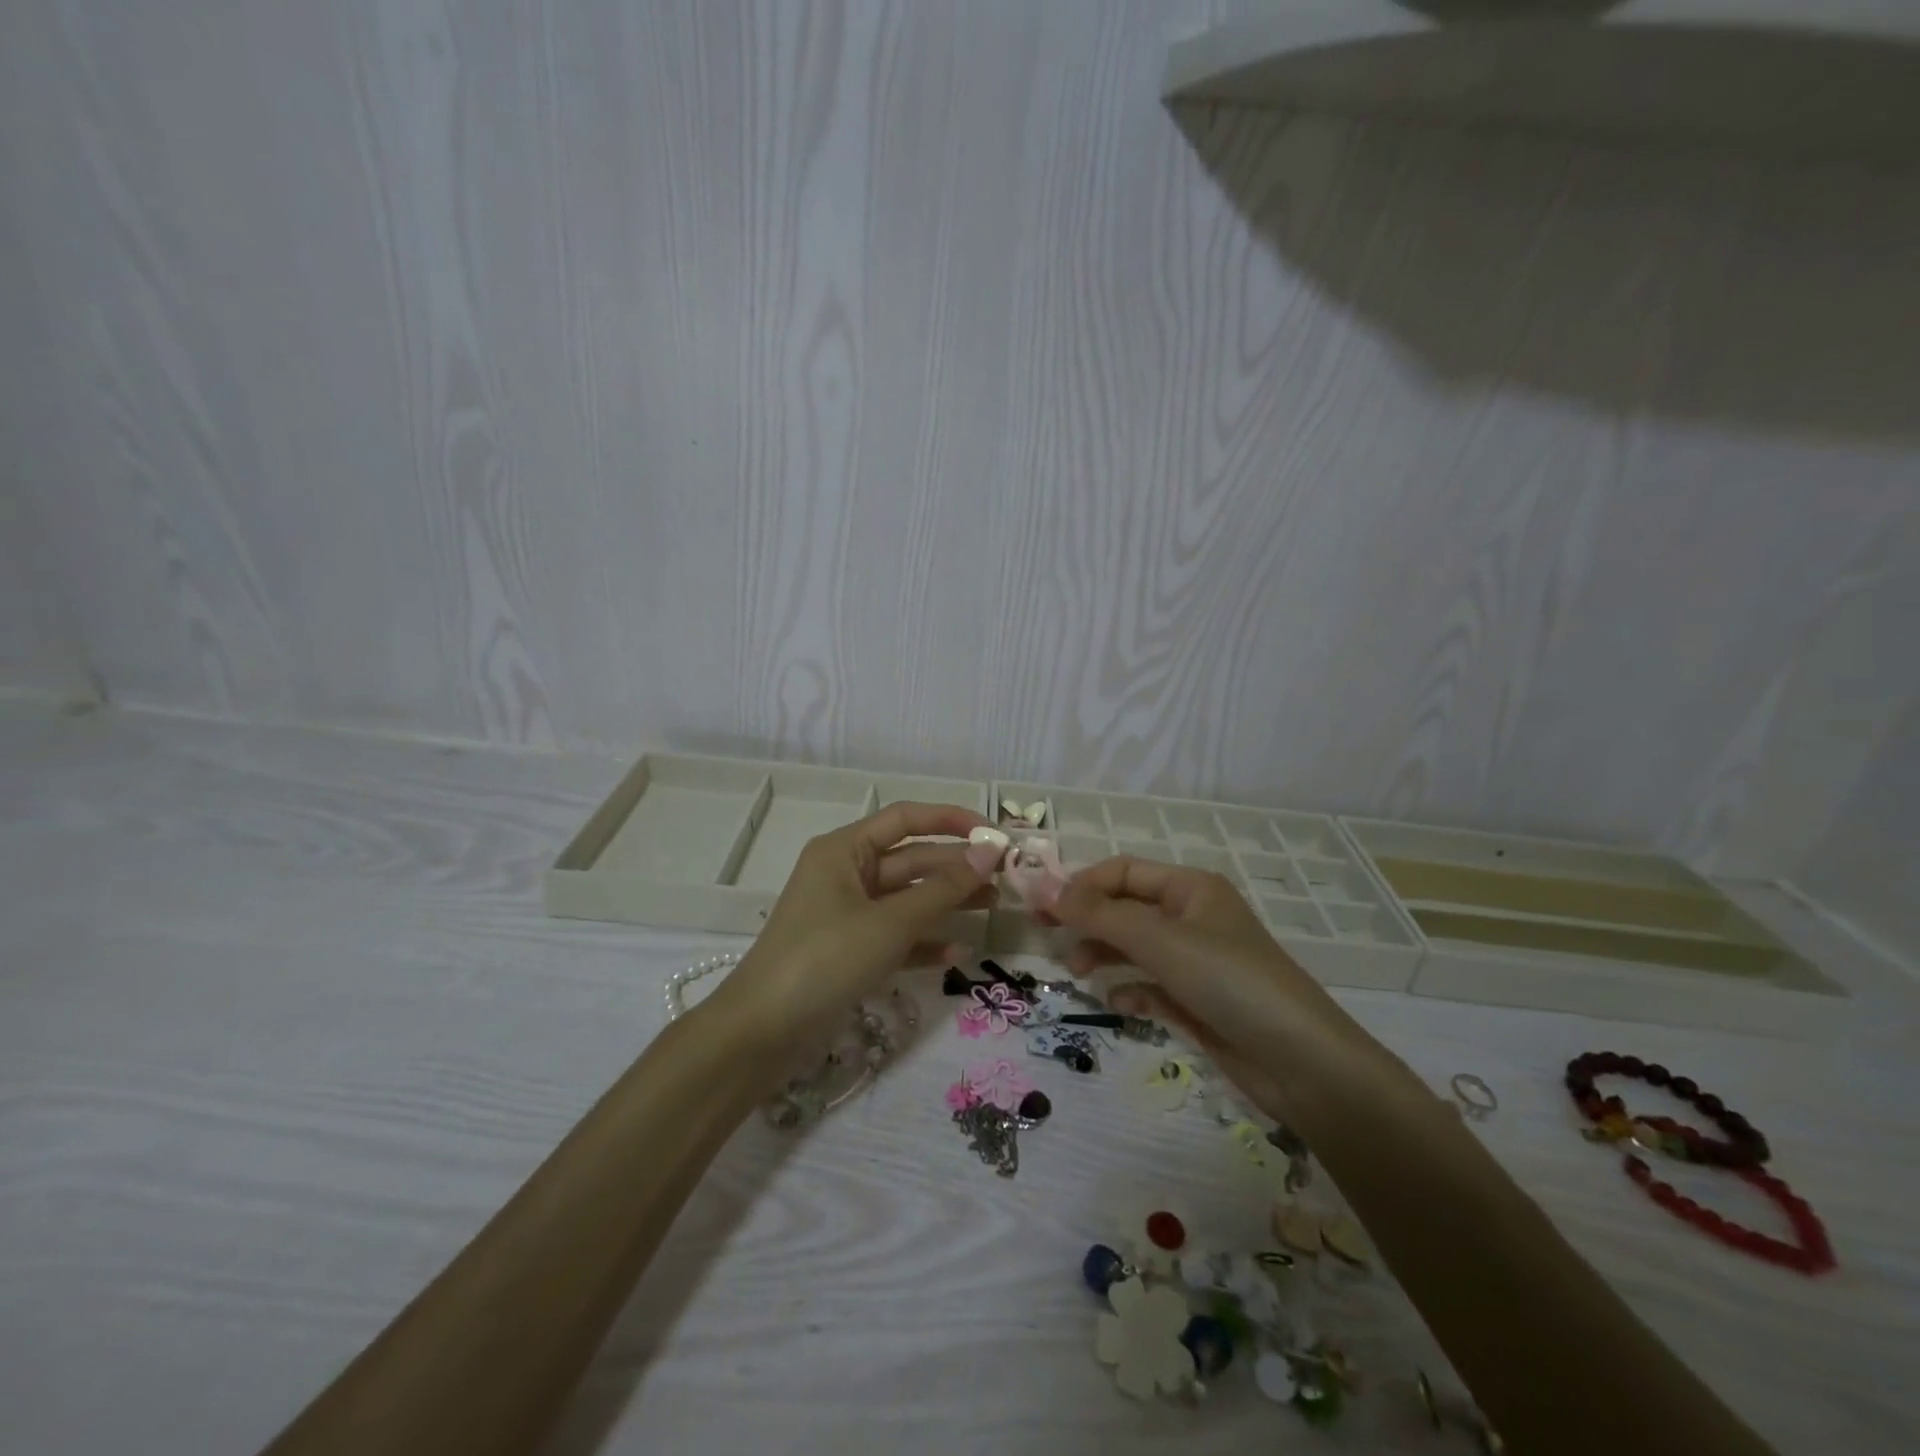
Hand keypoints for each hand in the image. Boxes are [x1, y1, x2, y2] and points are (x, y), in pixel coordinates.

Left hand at [708, 802, 1002, 1054]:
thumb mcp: (889, 922)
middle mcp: (846, 874)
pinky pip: (896, 937)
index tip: (994, 835)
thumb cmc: (824, 959)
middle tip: (1005, 879)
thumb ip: (942, 889)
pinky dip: (925, 943)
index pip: (905, 818)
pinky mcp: (850, 951)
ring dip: (947, 903)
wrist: (761, 1033)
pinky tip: (959, 956)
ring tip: (993, 908)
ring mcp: (847, 914)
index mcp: (845, 850)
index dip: (951, 820)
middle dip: (956, 867)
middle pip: (911, 860)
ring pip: (907, 899)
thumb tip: (989, 852)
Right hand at [1044, 856, 1371, 1123]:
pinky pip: (1151, 985)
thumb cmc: (1230, 982)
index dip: (1081, 885)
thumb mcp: (1160, 941)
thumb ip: (1097, 914)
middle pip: (1125, 907)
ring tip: (1079, 971)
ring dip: (1104, 953)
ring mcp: (1196, 961)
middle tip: (1047, 937)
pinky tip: (1120, 1003)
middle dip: (1088, 920)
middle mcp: (1192, 917)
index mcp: (1190, 888)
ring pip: (1135, 946)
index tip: (1042, 909)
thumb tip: (1039, 886)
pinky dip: (1131, 989)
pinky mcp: (1198, 1001)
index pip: (1122, 871)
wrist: (1302, 1064)